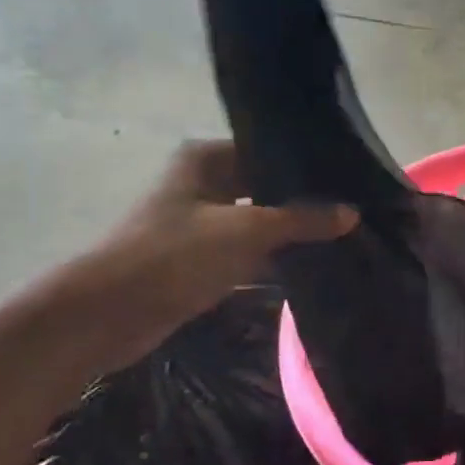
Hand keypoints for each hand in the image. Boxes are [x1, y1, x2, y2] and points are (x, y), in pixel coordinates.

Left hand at [62, 141, 355, 369]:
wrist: (110, 314)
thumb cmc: (175, 255)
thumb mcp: (246, 231)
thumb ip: (302, 219)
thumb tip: (353, 213)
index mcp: (205, 160)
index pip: (267, 151)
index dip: (305, 164)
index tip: (349, 176)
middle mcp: (202, 183)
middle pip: (264, 186)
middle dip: (303, 199)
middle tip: (354, 207)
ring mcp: (201, 223)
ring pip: (258, 220)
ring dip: (290, 230)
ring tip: (343, 233)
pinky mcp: (201, 258)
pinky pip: (248, 250)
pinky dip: (273, 255)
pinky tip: (311, 261)